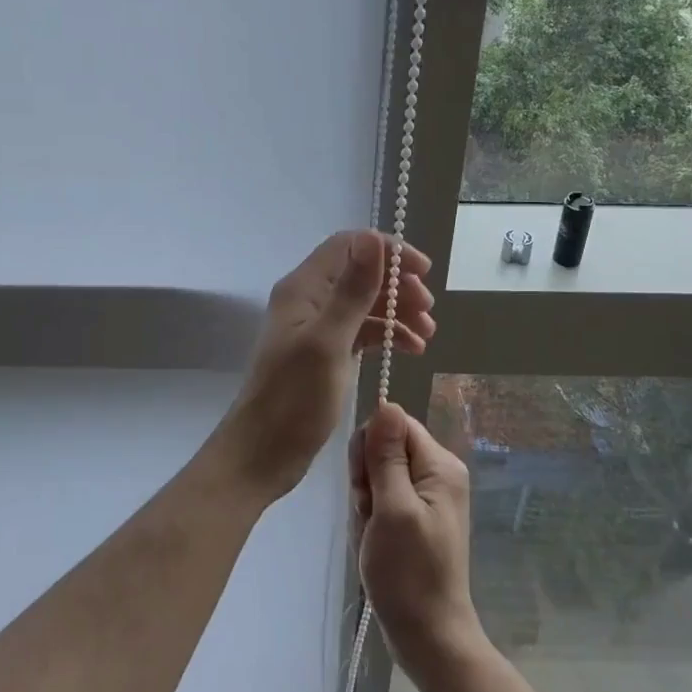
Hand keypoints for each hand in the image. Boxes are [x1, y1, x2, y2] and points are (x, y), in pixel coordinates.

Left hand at [221, 230, 434, 503]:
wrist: (263, 454)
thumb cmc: (294, 399)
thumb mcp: (329, 342)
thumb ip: (352, 290)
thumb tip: (372, 238)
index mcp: (304, 288)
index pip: (349, 246)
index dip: (388, 252)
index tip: (423, 272)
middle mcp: (309, 300)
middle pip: (360, 273)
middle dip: (398, 285)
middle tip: (428, 309)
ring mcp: (316, 327)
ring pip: (364, 304)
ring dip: (397, 311)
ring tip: (427, 334)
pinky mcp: (324, 353)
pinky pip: (361, 331)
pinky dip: (387, 335)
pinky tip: (411, 350)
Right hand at [350, 402, 484, 681]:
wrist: (428, 637)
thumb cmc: (409, 574)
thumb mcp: (393, 508)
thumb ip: (387, 455)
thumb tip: (386, 402)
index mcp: (440, 465)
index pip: (394, 426)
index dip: (371, 449)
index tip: (365, 486)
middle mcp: (437, 474)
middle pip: (385, 449)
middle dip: (366, 480)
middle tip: (370, 516)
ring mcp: (427, 498)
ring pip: (377, 476)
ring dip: (365, 504)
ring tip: (373, 535)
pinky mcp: (415, 517)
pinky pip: (381, 500)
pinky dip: (370, 519)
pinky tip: (374, 544)